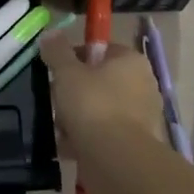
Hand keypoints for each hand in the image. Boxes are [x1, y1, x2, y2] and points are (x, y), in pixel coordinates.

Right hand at [39, 29, 165, 188]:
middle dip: (75, 93)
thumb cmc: (93, 105)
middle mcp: (143, 85)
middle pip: (100, 81)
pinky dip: (89, 140)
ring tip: (61, 129)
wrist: (117, 160)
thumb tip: (50, 33)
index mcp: (131, 61)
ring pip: (101, 110)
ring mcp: (142, 116)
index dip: (75, 58)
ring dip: (79, 118)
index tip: (57, 73)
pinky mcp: (137, 144)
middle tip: (57, 103)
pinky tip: (70, 148)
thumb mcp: (67, 73)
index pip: (101, 50)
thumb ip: (57, 51)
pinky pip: (106, 135)